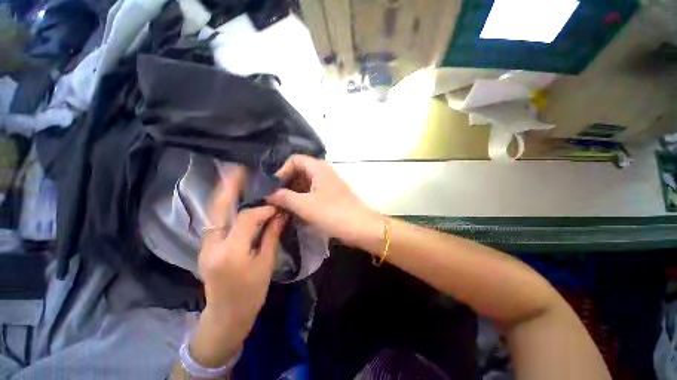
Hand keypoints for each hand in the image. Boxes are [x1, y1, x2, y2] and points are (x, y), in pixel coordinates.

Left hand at [190, 167, 288, 367]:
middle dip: (229, 187)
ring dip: (224, 193)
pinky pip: (215, 221)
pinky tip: (232, 198)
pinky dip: (223, 207)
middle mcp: (213, 245)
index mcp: (232, 252)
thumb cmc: (251, 293)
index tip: (277, 204)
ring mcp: (205, 246)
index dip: (263, 207)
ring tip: (234, 177)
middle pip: (219, 209)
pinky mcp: (206, 247)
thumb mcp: (266, 264)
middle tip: (238, 169)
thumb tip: (281, 213)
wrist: (226, 315)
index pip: (247, 218)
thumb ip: (271, 235)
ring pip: (213, 213)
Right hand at [265, 155, 382, 249]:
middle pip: (300, 171)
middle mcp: (324, 173)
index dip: (282, 170)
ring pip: (306, 183)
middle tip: (275, 198)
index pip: (295, 159)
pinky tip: (296, 211)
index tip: (273, 187)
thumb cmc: (333, 213)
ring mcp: (329, 185)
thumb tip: (268, 194)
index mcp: (318, 168)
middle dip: (287, 183)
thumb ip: (285, 197)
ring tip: (283, 206)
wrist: (361, 227)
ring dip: (294, 193)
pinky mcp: (332, 196)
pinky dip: (303, 199)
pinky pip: (313, 193)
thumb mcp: (305, 205)